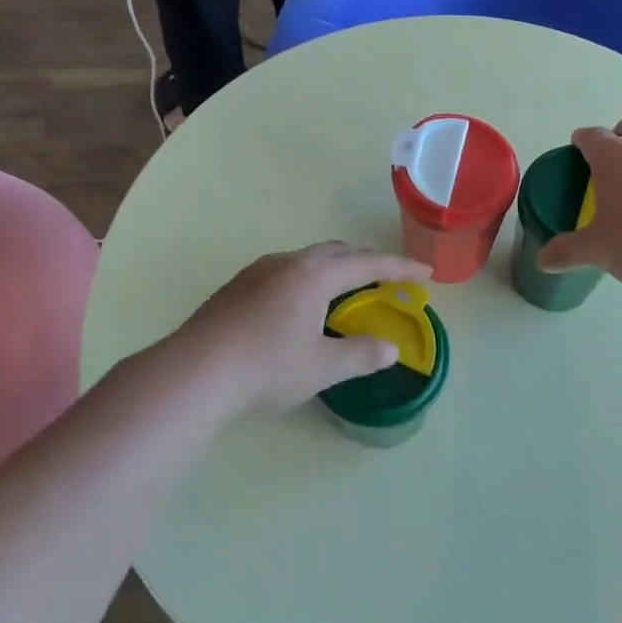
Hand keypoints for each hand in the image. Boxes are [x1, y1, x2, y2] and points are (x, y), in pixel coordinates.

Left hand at [172, 242, 432, 416]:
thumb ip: (360, 355)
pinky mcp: (237, 287)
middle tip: (388, 276)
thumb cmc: (266, 367)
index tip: (425, 271)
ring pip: (307, 259)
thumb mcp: (321, 367)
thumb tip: (390, 349)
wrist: (195, 370)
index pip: (367, 263)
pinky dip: (309, 278)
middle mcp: (287, 263)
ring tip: (347, 287)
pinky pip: (285, 271)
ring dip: (335, 267)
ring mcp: (258, 272)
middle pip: (336, 252)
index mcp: (314, 275)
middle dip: (366, 260)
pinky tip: (301, 303)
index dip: (399, 267)